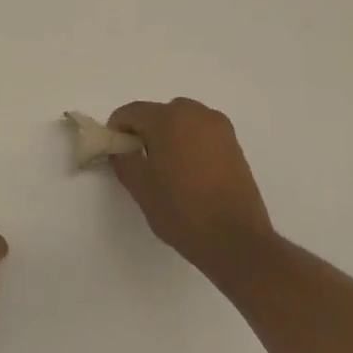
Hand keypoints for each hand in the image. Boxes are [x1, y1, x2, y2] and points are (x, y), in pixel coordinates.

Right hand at [107, 98, 275, 275]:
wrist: (236, 240)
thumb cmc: (181, 211)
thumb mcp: (140, 186)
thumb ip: (123, 158)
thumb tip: (121, 147)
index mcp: (169, 119)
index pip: (132, 112)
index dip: (118, 129)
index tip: (116, 151)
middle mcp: (196, 114)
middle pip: (159, 112)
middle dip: (145, 130)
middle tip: (141, 160)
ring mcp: (219, 128)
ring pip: (182, 120)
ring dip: (169, 135)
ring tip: (167, 168)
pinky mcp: (234, 144)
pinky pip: (202, 133)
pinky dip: (189, 143)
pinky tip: (189, 172)